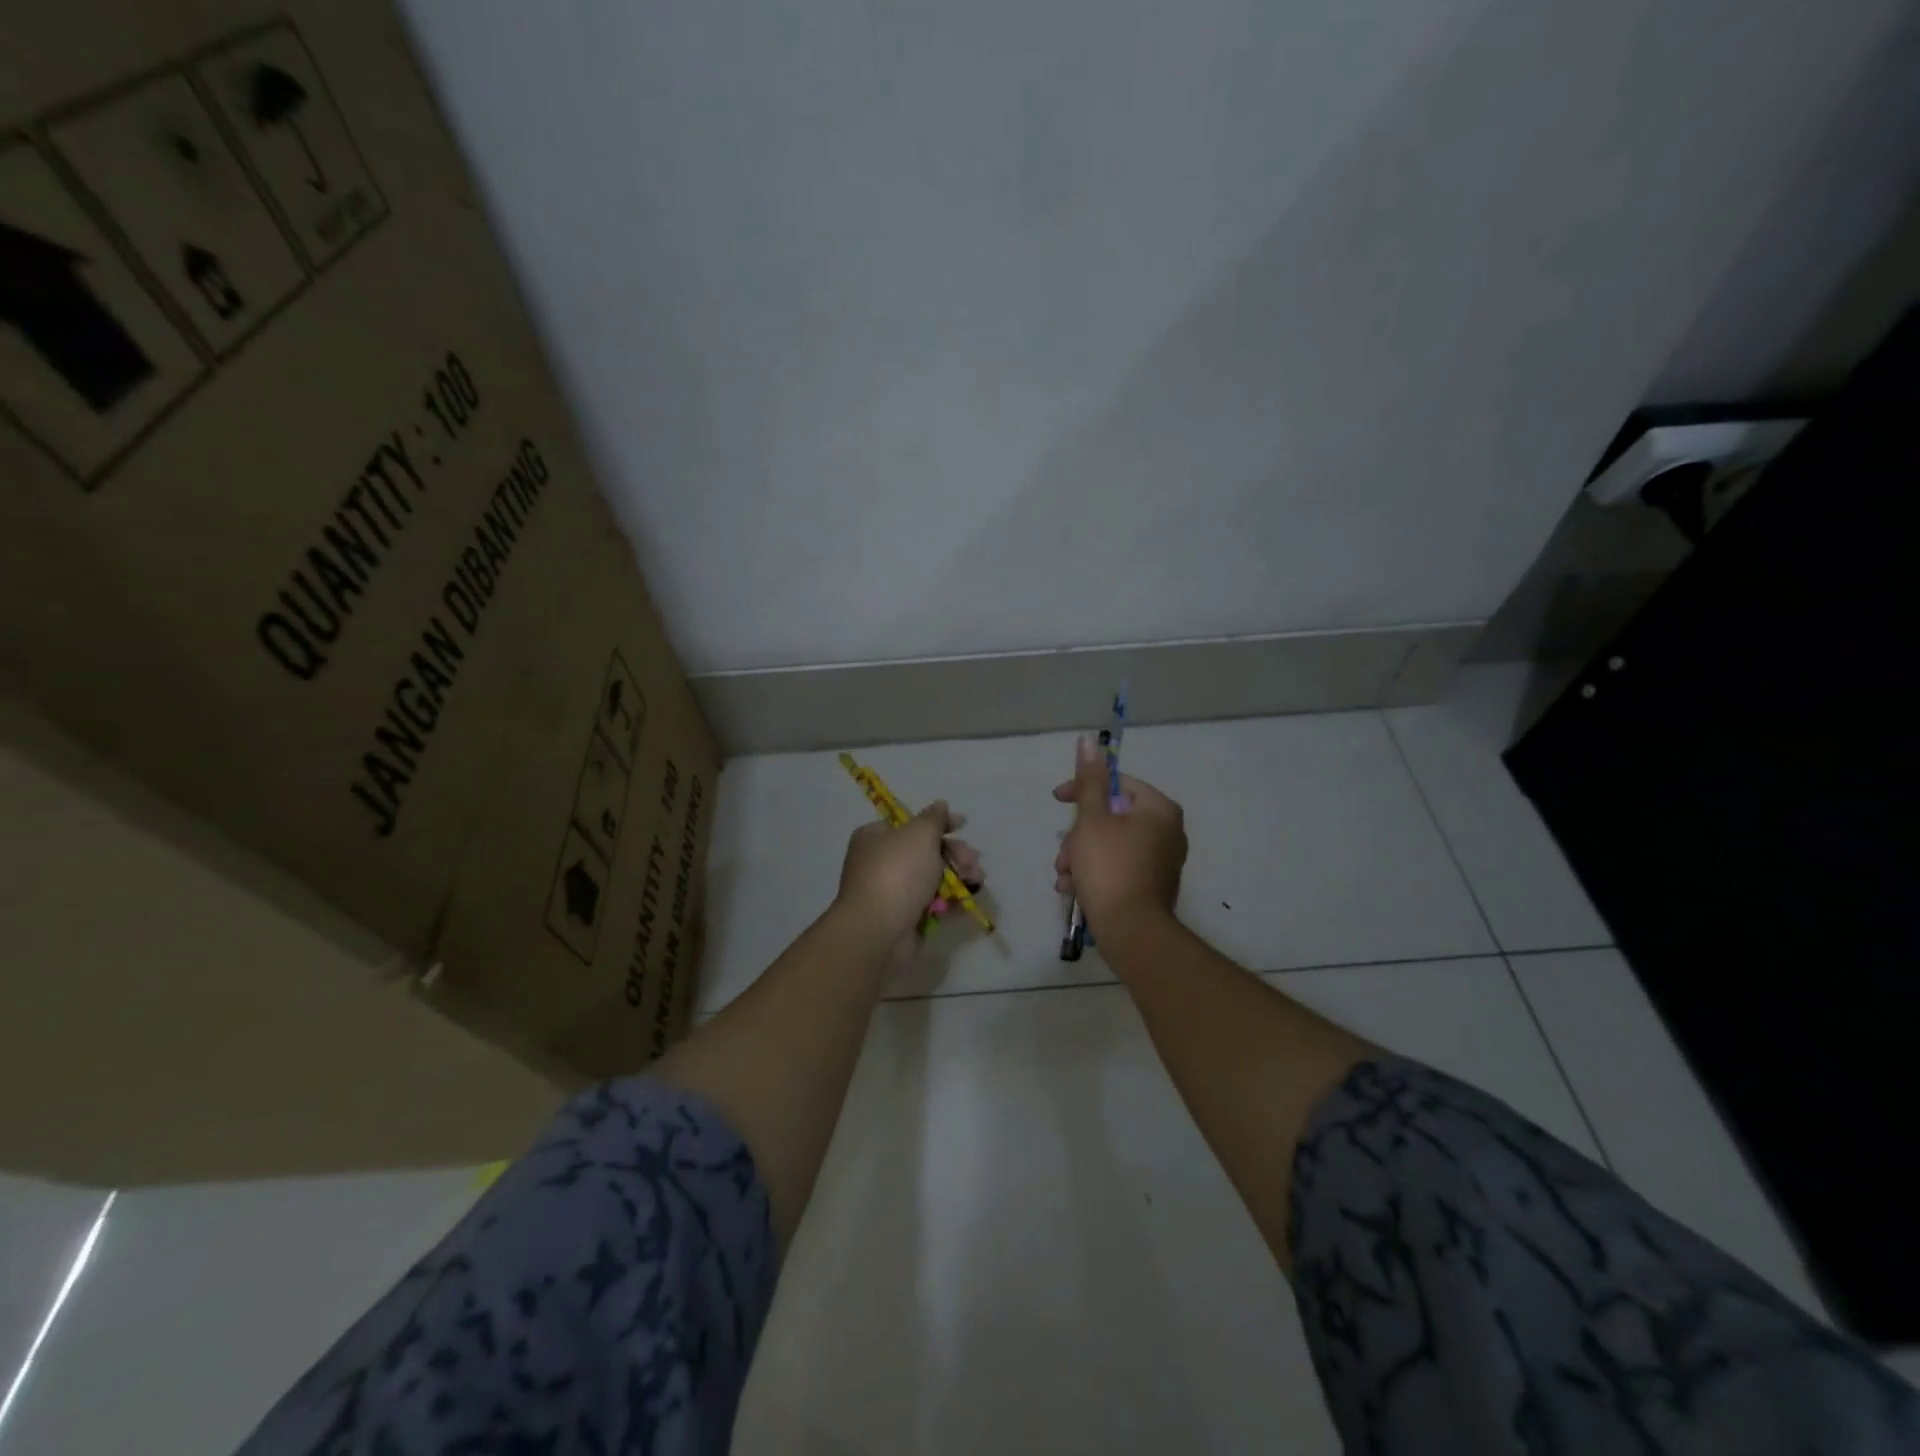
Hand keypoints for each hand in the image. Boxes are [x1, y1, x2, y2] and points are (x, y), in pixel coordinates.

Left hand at [834, 801, 983, 957]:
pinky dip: (950, 900)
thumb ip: (934, 818)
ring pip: (932, 878)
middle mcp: (880, 862)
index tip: (963, 825)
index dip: (938, 823)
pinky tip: (965, 901)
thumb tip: (940, 805)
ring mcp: (892, 892)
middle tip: (973, 862)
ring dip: (958, 876)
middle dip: (955, 854)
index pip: (910, 823)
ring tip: (976, 881)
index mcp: (875, 837)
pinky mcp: (904, 918)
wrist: (879, 932)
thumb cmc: (897, 873)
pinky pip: (932, 903)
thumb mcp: (919, 834)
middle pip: (926, 851)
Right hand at [1053, 736, 1185, 938]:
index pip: (1117, 784)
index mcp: (1159, 809)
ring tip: (1065, 877)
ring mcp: (1162, 861)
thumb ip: (1089, 781)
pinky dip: (1095, 873)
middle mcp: (1168, 831)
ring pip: (1110, 845)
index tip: (1057, 800)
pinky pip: (1119, 867)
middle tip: (1064, 856)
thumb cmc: (1110, 867)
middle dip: (1079, 836)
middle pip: (1112, 818)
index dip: (1083, 790)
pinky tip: (1075, 890)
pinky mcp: (1152, 885)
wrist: (1131, 931)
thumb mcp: (1092, 819)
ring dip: (1081, 857)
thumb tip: (1089, 741)